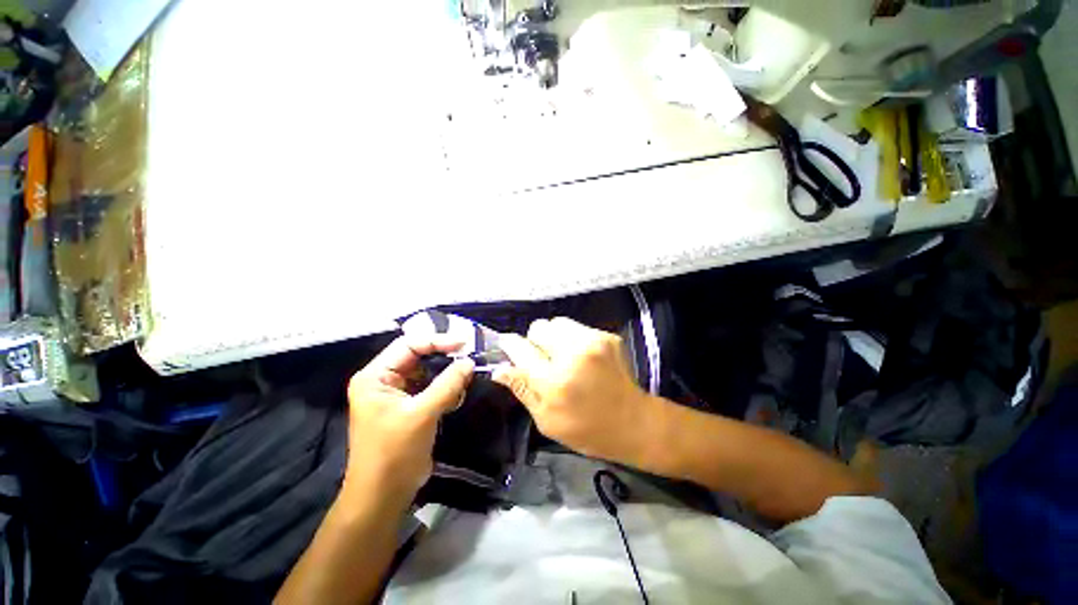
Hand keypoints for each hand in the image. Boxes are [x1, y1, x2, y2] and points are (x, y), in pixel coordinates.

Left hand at [344, 335, 473, 500]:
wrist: (384, 495)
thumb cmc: (394, 452)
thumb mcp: (422, 414)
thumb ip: (447, 384)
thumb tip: (469, 362)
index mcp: (375, 376)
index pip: (408, 345)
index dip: (437, 341)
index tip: (464, 344)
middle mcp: (384, 380)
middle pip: (418, 356)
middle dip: (444, 357)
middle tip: (469, 358)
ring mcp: (397, 393)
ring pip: (427, 372)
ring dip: (447, 375)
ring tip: (464, 380)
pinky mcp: (409, 406)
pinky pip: (431, 387)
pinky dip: (446, 389)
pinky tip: (456, 397)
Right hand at [493, 318, 660, 465]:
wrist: (634, 422)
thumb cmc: (586, 430)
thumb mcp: (547, 420)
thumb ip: (522, 389)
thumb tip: (499, 368)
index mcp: (554, 382)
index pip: (520, 348)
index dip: (510, 345)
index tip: (507, 346)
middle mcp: (572, 355)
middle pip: (539, 327)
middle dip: (534, 341)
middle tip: (542, 359)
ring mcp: (593, 341)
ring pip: (557, 322)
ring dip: (553, 336)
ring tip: (562, 356)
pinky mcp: (606, 336)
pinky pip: (577, 327)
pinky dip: (572, 338)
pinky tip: (581, 357)